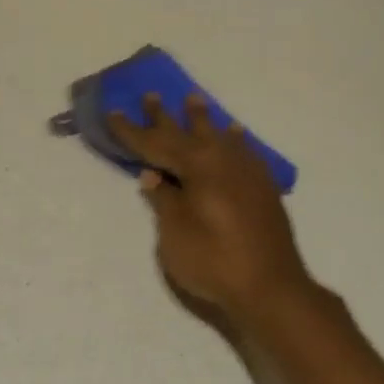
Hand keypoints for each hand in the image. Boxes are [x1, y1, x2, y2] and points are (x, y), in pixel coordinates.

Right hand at [109, 95, 312, 323]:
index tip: (113, 112)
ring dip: (203, 120)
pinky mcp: (263, 188)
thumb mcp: (174, 234)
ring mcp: (247, 172)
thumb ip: (164, 200)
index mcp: (198, 167)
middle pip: (188, 133)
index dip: (132, 131)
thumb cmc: (213, 261)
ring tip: (194, 100)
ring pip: (219, 137)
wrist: (270, 287)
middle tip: (151, 95)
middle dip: (165, 117)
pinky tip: (235, 135)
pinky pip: (244, 151)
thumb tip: (152, 175)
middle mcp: (223, 160)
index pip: (156, 144)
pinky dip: (234, 140)